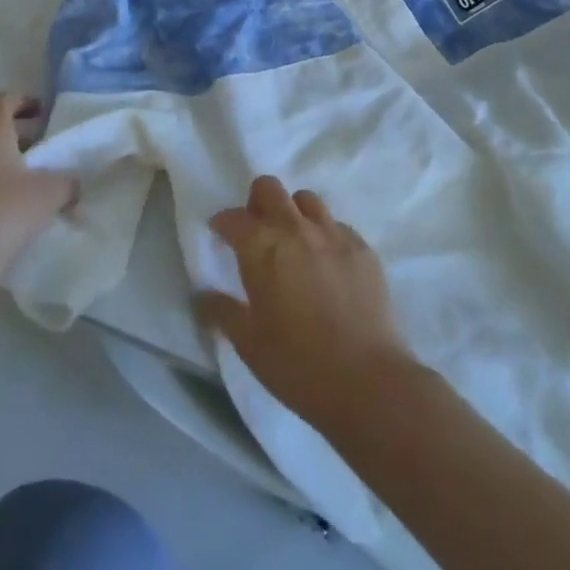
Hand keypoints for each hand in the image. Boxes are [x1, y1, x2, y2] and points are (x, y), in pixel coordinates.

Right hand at [197, 176, 418, 431]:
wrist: (367, 380)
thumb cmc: (297, 364)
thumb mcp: (248, 343)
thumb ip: (221, 312)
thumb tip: (201, 296)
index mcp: (262, 247)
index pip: (233, 217)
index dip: (222, 224)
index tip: (219, 237)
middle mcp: (296, 228)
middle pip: (269, 188)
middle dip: (256, 202)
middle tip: (256, 232)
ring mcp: (334, 234)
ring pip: (306, 200)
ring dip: (293, 213)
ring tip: (293, 243)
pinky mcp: (363, 247)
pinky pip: (337, 225)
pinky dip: (324, 235)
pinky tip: (326, 264)